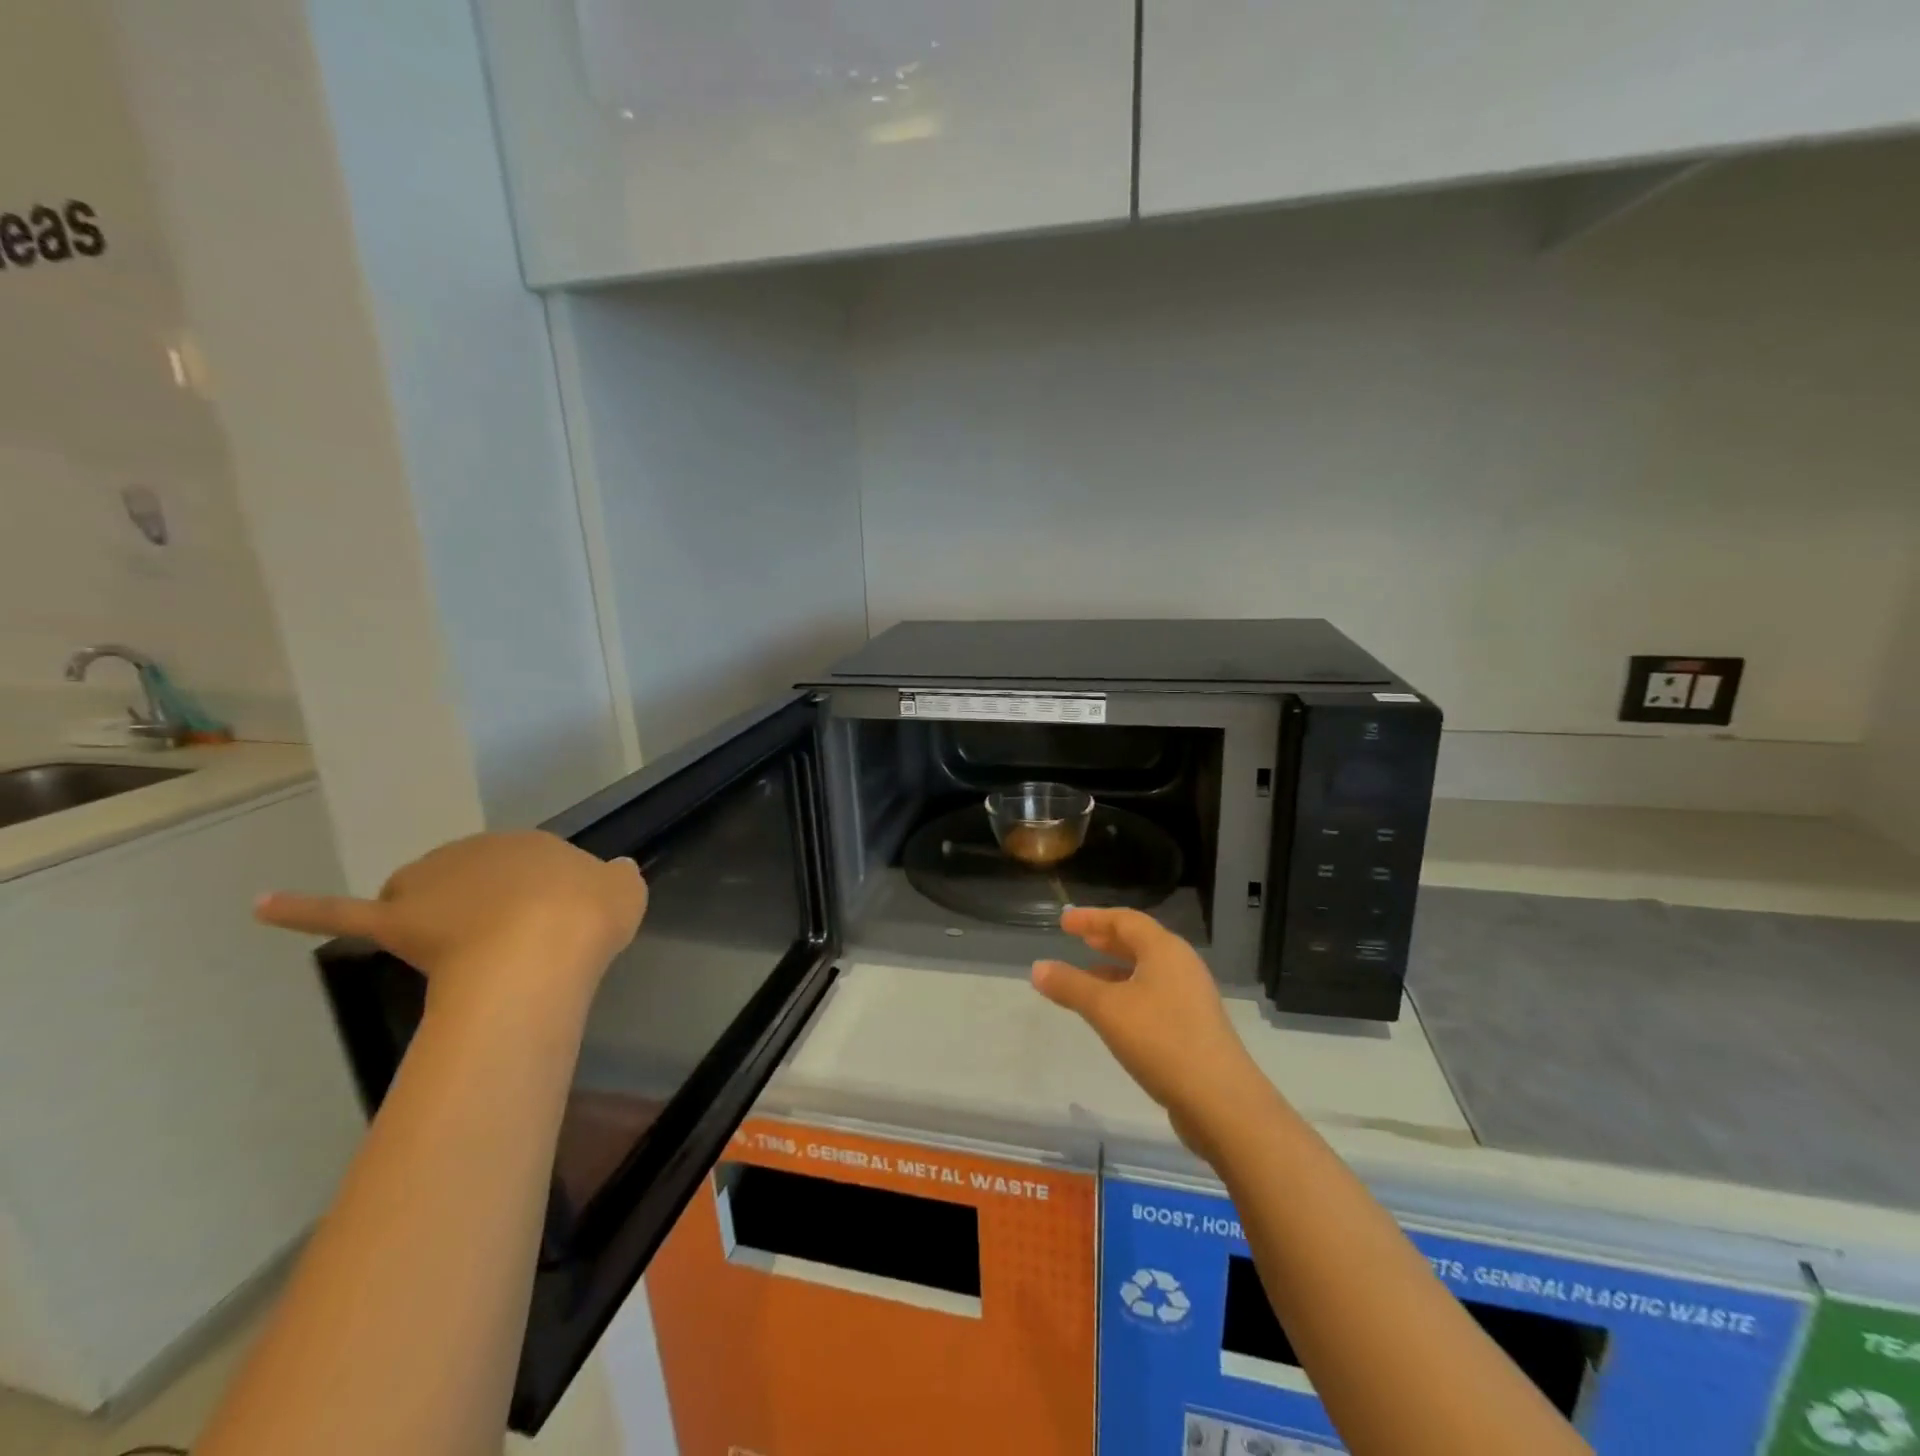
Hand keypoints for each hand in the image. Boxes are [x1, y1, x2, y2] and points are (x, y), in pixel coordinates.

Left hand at [256, 831, 646, 1013]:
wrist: (541, 950)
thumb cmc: (587, 919)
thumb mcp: (626, 893)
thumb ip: (617, 879)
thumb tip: (613, 871)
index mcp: (536, 845)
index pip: (531, 866)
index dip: (542, 900)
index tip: (553, 927)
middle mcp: (482, 851)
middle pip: (477, 877)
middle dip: (490, 902)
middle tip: (515, 943)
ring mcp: (436, 882)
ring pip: (425, 892)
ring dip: (435, 908)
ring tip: (458, 945)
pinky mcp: (396, 919)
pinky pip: (344, 912)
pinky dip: (303, 908)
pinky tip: (263, 905)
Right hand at [1032, 907, 1263, 1145]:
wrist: (1220, 1101)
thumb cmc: (1160, 1040)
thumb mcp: (1106, 1010)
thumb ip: (1070, 986)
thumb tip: (1037, 967)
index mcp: (1165, 950)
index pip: (1124, 919)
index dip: (1092, 918)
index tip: (1064, 921)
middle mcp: (1182, 965)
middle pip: (1140, 941)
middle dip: (1107, 939)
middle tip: (1079, 939)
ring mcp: (1192, 997)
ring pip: (1147, 970)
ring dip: (1116, 968)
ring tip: (1087, 975)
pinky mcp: (1194, 1026)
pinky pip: (1154, 994)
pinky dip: (1129, 992)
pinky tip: (1113, 1014)